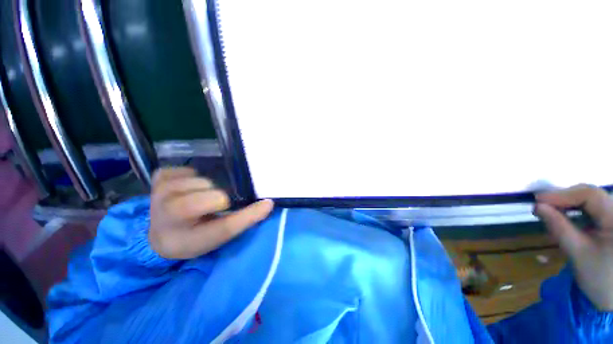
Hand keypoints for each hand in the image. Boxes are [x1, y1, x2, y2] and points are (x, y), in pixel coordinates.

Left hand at [149, 167, 273, 258]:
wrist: (163, 233)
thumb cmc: (195, 236)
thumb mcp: (219, 234)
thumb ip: (244, 219)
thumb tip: (268, 203)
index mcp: (181, 235)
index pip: (220, 224)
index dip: (245, 214)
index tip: (266, 204)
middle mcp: (164, 211)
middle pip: (211, 195)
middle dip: (220, 199)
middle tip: (215, 206)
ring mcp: (159, 190)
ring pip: (201, 181)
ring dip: (207, 188)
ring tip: (200, 197)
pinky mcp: (159, 177)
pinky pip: (187, 170)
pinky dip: (194, 177)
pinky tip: (189, 188)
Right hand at [534, 184, 612, 310]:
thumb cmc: (599, 278)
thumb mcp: (578, 253)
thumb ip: (559, 228)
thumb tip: (538, 206)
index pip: (591, 195)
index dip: (564, 194)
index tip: (538, 200)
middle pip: (591, 194)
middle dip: (565, 198)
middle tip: (541, 206)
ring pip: (591, 199)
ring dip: (569, 204)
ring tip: (550, 211)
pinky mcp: (612, 221)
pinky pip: (593, 208)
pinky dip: (576, 210)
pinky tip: (564, 216)